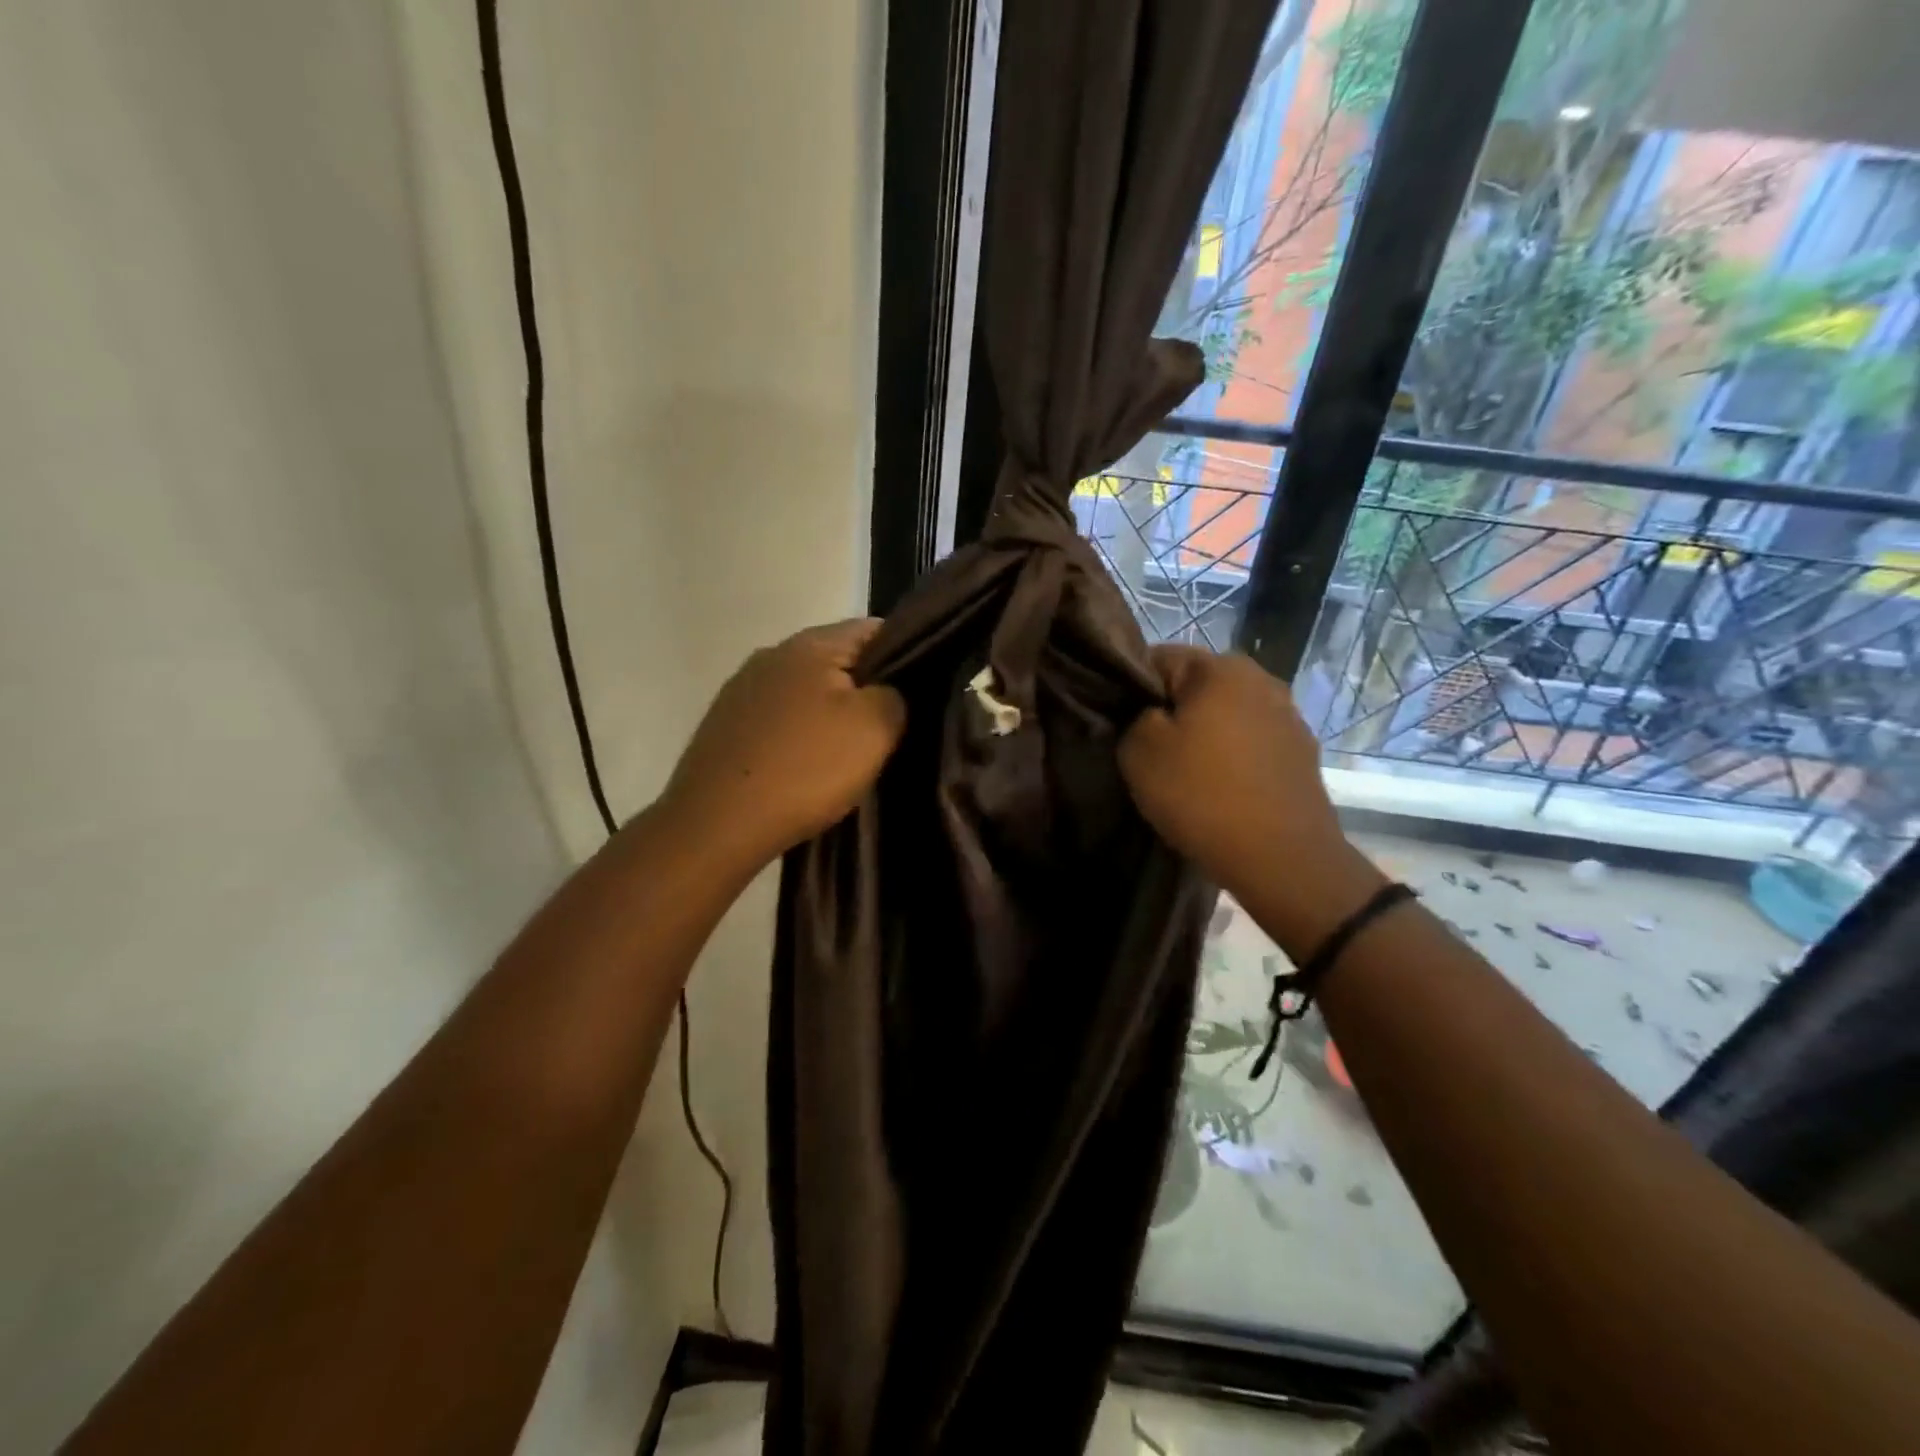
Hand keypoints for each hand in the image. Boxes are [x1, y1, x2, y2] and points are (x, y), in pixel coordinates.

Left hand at [660, 619, 905, 874]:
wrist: (717, 823)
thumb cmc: (805, 768)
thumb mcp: (875, 728)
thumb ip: (895, 696)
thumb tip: (887, 692)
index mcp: (810, 644)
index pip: (873, 629)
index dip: (905, 653)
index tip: (920, 691)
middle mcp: (771, 655)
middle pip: (837, 660)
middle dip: (866, 688)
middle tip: (890, 726)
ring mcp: (742, 690)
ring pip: (806, 692)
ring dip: (830, 714)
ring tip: (848, 752)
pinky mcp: (725, 725)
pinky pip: (779, 719)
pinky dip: (799, 735)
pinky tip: (805, 766)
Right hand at [1119, 647, 1350, 899]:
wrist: (1282, 858)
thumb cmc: (1202, 795)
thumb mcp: (1139, 751)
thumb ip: (1134, 717)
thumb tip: (1149, 714)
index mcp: (1221, 668)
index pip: (1158, 658)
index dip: (1132, 689)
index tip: (1121, 725)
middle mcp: (1262, 679)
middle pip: (1197, 686)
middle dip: (1172, 712)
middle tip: (1151, 752)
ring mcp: (1289, 717)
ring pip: (1227, 715)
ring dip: (1206, 735)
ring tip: (1187, 774)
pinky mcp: (1303, 754)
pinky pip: (1252, 744)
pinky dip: (1233, 758)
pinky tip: (1222, 789)